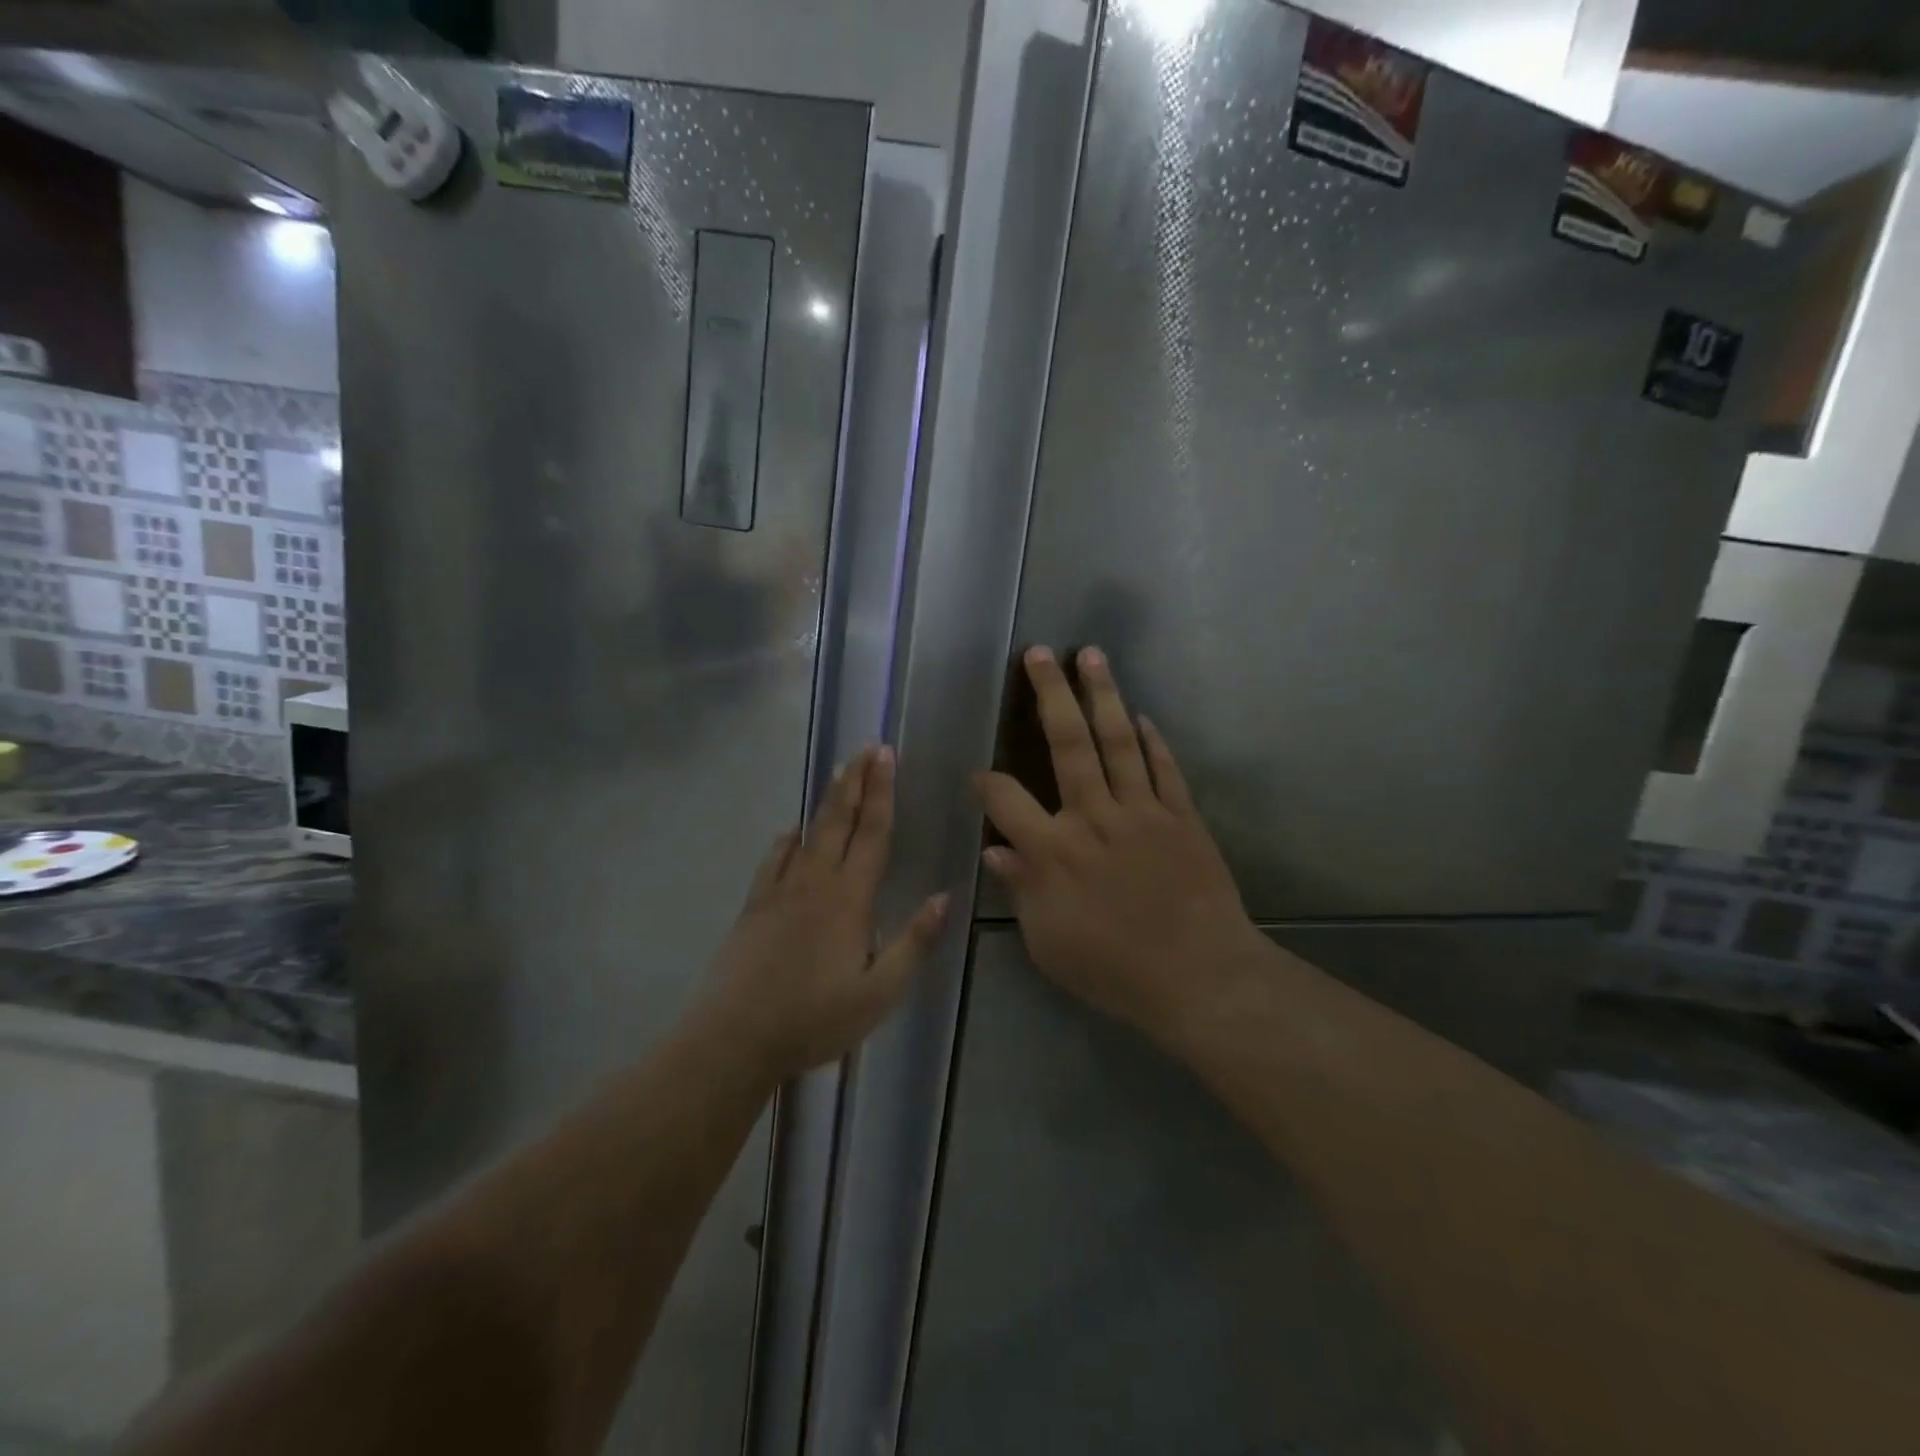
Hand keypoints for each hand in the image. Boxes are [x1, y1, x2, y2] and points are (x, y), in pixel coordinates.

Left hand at [698, 746, 946, 1083]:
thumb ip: (913, 943)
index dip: (882, 793)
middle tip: (867, 747)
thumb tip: (943, 897)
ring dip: (827, 801)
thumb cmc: (814, 1019)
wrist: (734, 1038)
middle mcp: (815, 883)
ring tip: (839, 774)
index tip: (886, 756)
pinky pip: (773, 860)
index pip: (872, 834)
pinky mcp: (754, 906)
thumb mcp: (878, 993)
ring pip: (808, 833)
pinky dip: (786, 840)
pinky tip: (790, 833)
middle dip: (855, 780)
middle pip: (839, 820)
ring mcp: (779, 891)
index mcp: (849, 899)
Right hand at [974, 647, 1265, 1048]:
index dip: (986, 782)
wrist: (1201, 977)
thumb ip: (1020, 890)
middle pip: (1068, 742)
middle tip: (1039, 652)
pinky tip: (1141, 715)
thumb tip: (995, 848)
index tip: (979, 776)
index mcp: (1054, 850)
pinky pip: (1164, 768)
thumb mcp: (1048, 943)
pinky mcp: (1182, 816)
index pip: (1006, 799)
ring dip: (1103, 694)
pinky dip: (1152, 740)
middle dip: (1050, 693)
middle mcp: (1094, 816)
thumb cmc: (1114, 969)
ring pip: (1118, 740)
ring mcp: (1143, 811)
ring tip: (1091, 655)